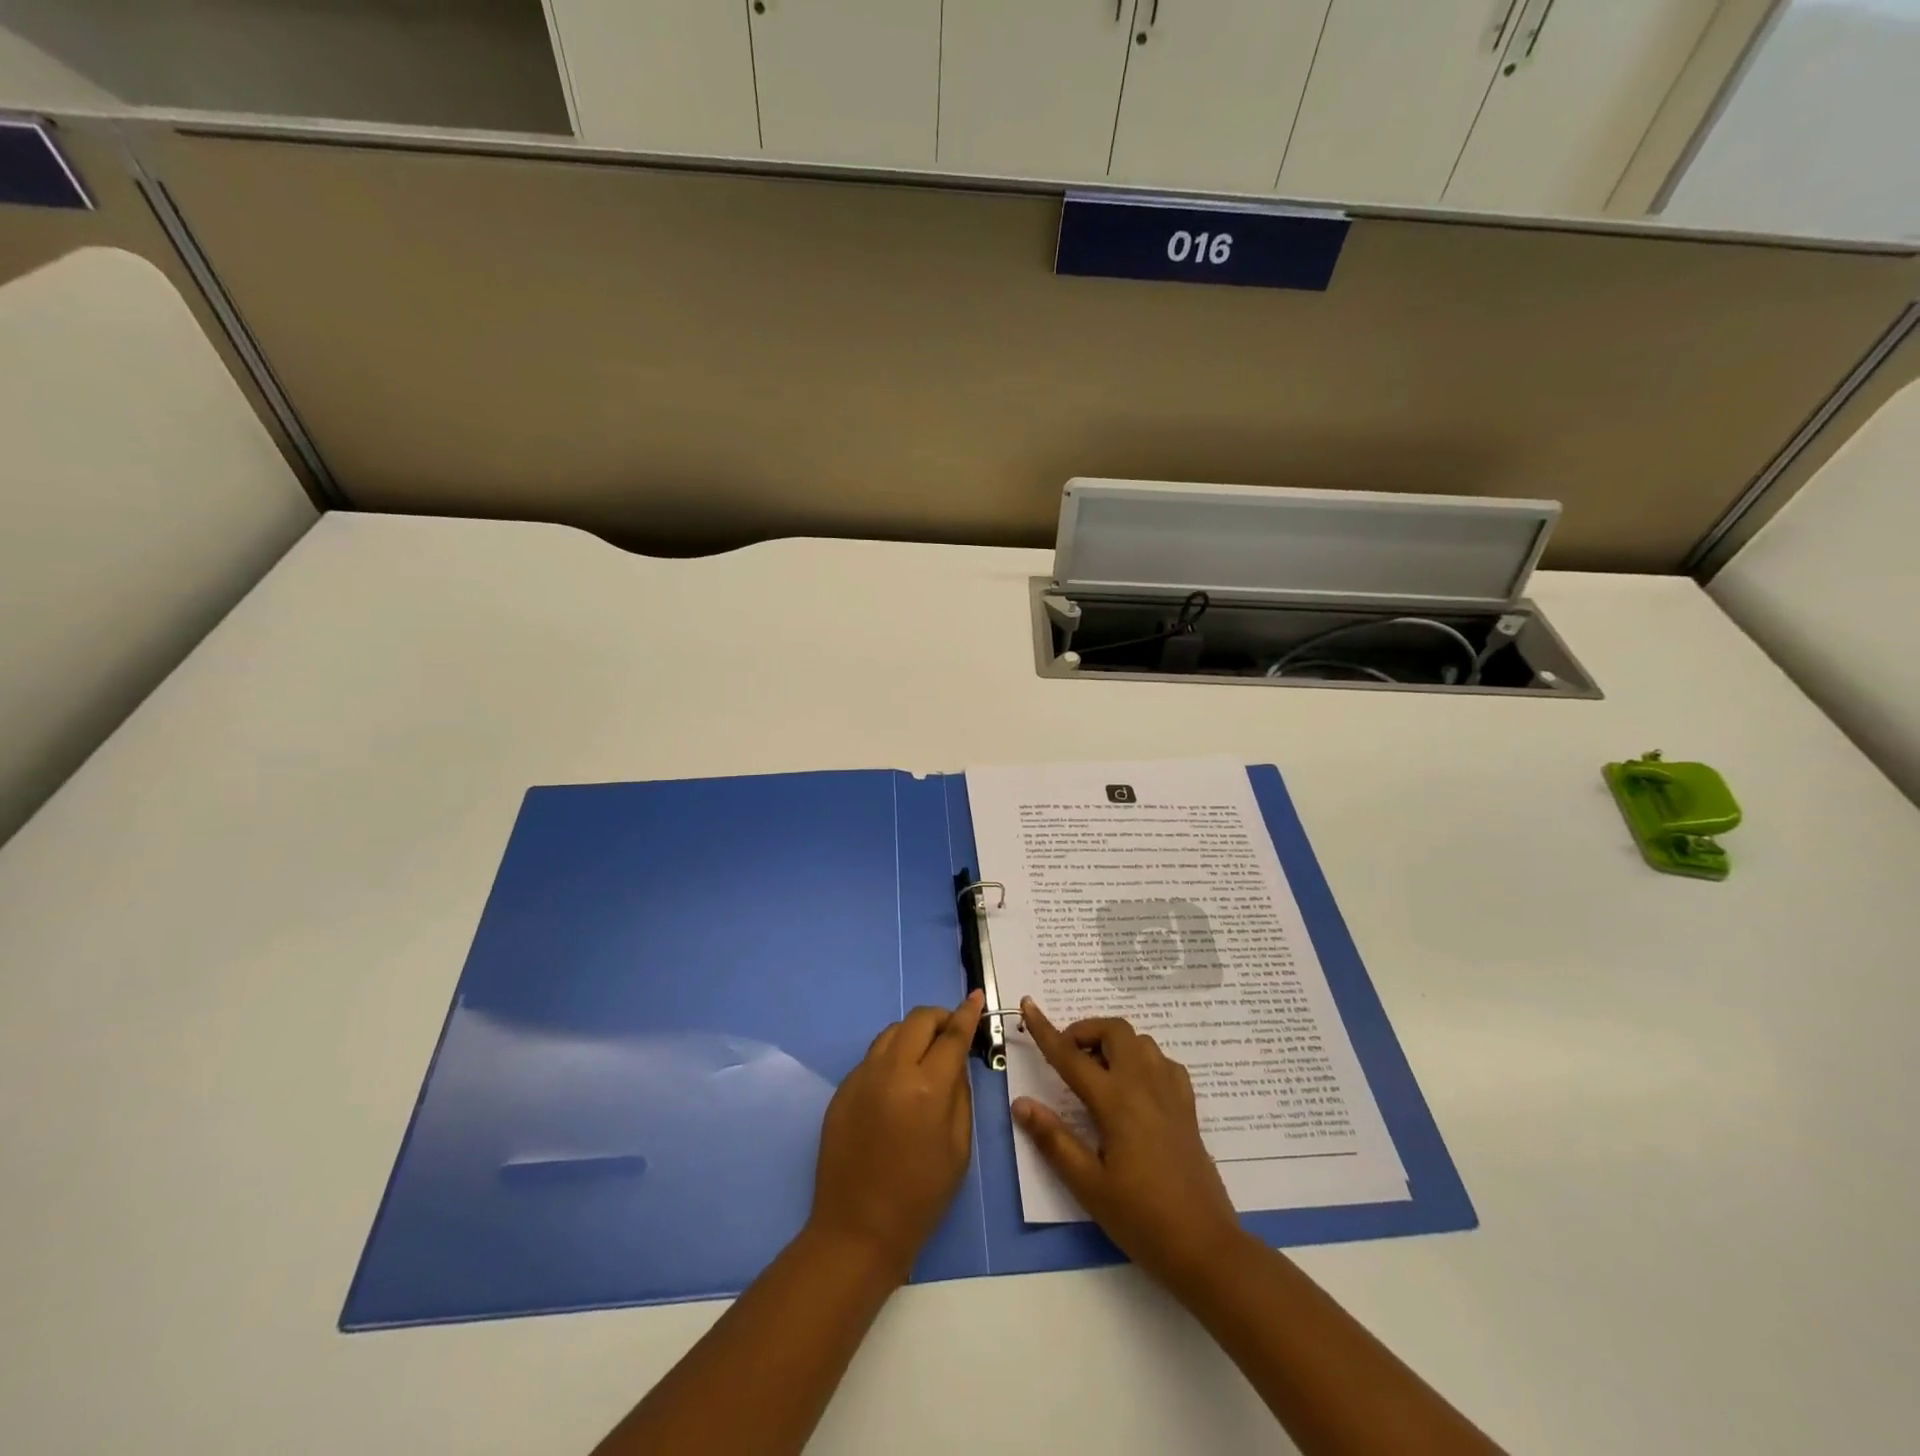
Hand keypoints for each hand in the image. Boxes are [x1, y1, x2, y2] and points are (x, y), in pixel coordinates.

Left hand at [807, 990, 983, 1284]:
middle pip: (918, 1020)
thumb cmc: (920, 1196)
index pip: (951, 1035)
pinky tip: (897, 1083)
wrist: (857, 1230)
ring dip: (913, 1033)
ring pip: (891, 1032)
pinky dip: (891, 1056)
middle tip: (951, 1032)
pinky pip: (872, 1057)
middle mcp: (892, 1071)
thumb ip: (960, 1095)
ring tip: (925, 1055)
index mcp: (926, 1088)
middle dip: (939, 1018)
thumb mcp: (958, 1148)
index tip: (976, 997)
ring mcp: (862, 1077)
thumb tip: (955, 1062)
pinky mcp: (842, 1089)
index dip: (967, 1013)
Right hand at [1012, 997, 1242, 1291]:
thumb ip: (1054, 1140)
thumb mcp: (1088, 1186)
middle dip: (1086, 1031)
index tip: (1028, 1005)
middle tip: (1068, 1057)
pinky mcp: (1187, 1107)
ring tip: (1097, 1072)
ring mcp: (1171, 1093)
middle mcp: (1144, 1085)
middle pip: (1115, 1030)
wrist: (1205, 1247)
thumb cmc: (1141, 1218)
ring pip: (1141, 1041)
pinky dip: (1142, 1060)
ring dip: (1114, 1043)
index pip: (1071, 1055)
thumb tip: (1021, 1103)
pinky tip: (1134, 1088)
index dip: (1046, 1029)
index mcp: (1116, 1101)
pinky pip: (1163, 1062)